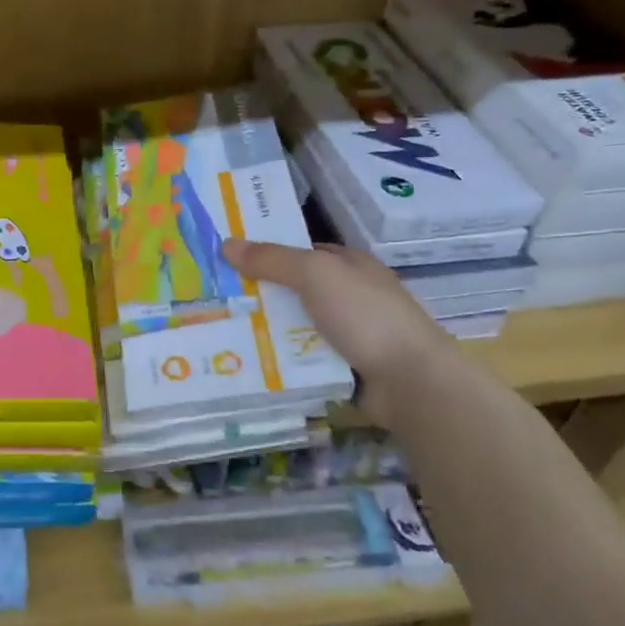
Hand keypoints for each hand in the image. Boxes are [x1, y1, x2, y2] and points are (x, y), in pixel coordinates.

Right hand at [221, 238, 458, 422]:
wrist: (410, 381)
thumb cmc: (365, 316)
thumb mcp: (315, 275)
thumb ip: (272, 259)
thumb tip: (227, 244)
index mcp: (350, 265)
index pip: (302, 253)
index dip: (268, 253)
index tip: (229, 261)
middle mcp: (350, 296)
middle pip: (294, 290)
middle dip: (260, 295)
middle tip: (214, 299)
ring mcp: (349, 334)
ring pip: (295, 326)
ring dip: (267, 330)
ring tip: (221, 331)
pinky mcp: (344, 367)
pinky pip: (302, 358)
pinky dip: (281, 359)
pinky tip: (249, 361)